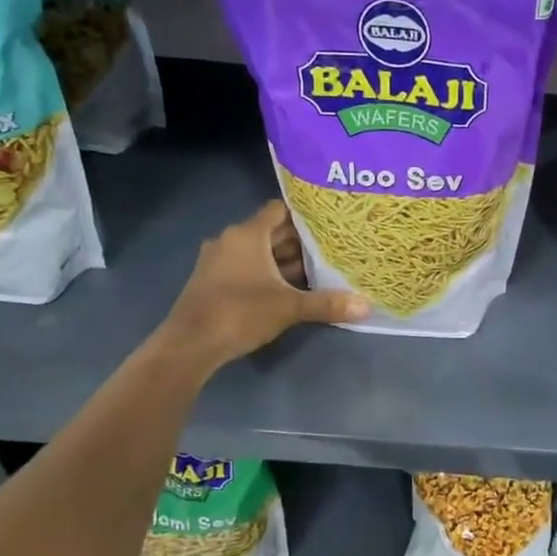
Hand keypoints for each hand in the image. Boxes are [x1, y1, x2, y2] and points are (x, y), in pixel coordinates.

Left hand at [159, 200, 367, 370]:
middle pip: (271, 232)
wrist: (189, 345)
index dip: (305, 214)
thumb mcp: (289, 307)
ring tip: (318, 269)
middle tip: (332, 247)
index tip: (330, 221)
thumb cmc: (240, 313)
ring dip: (283, 260)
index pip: (280, 210)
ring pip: (259, 252)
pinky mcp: (212, 281)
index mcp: (248, 234)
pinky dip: (267, 273)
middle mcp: (231, 240)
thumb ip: (327, 304)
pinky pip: (246, 267)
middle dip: (300, 241)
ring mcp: (218, 261)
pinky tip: (288, 288)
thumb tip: (367, 306)